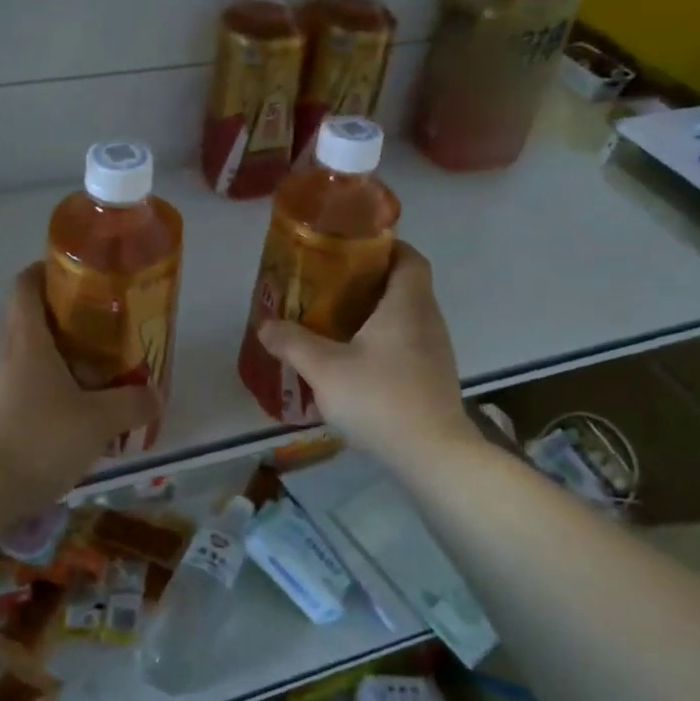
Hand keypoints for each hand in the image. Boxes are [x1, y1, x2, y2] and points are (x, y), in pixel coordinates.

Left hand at [0, 264, 161, 511]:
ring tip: (102, 373)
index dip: (47, 270)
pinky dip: (54, 393)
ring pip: (31, 359)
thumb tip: (156, 394)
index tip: (78, 273)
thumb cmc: (36, 440)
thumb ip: (130, 405)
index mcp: (28, 340)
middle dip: (67, 318)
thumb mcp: (96, 422)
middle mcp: (8, 357)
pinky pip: (28, 392)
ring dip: (63, 360)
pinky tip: (79, 418)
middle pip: (31, 319)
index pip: (26, 285)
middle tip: (105, 326)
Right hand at [255, 242, 477, 470]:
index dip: (384, 245)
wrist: (433, 455)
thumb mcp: (325, 368)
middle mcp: (428, 318)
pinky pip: (408, 342)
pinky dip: (384, 340)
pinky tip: (356, 360)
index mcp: (407, 303)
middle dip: (369, 279)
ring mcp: (435, 349)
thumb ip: (292, 343)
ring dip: (376, 312)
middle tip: (329, 284)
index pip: (408, 256)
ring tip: (336, 320)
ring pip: (406, 315)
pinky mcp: (434, 376)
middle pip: (404, 283)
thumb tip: (264, 325)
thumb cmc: (380, 398)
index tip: (351, 249)